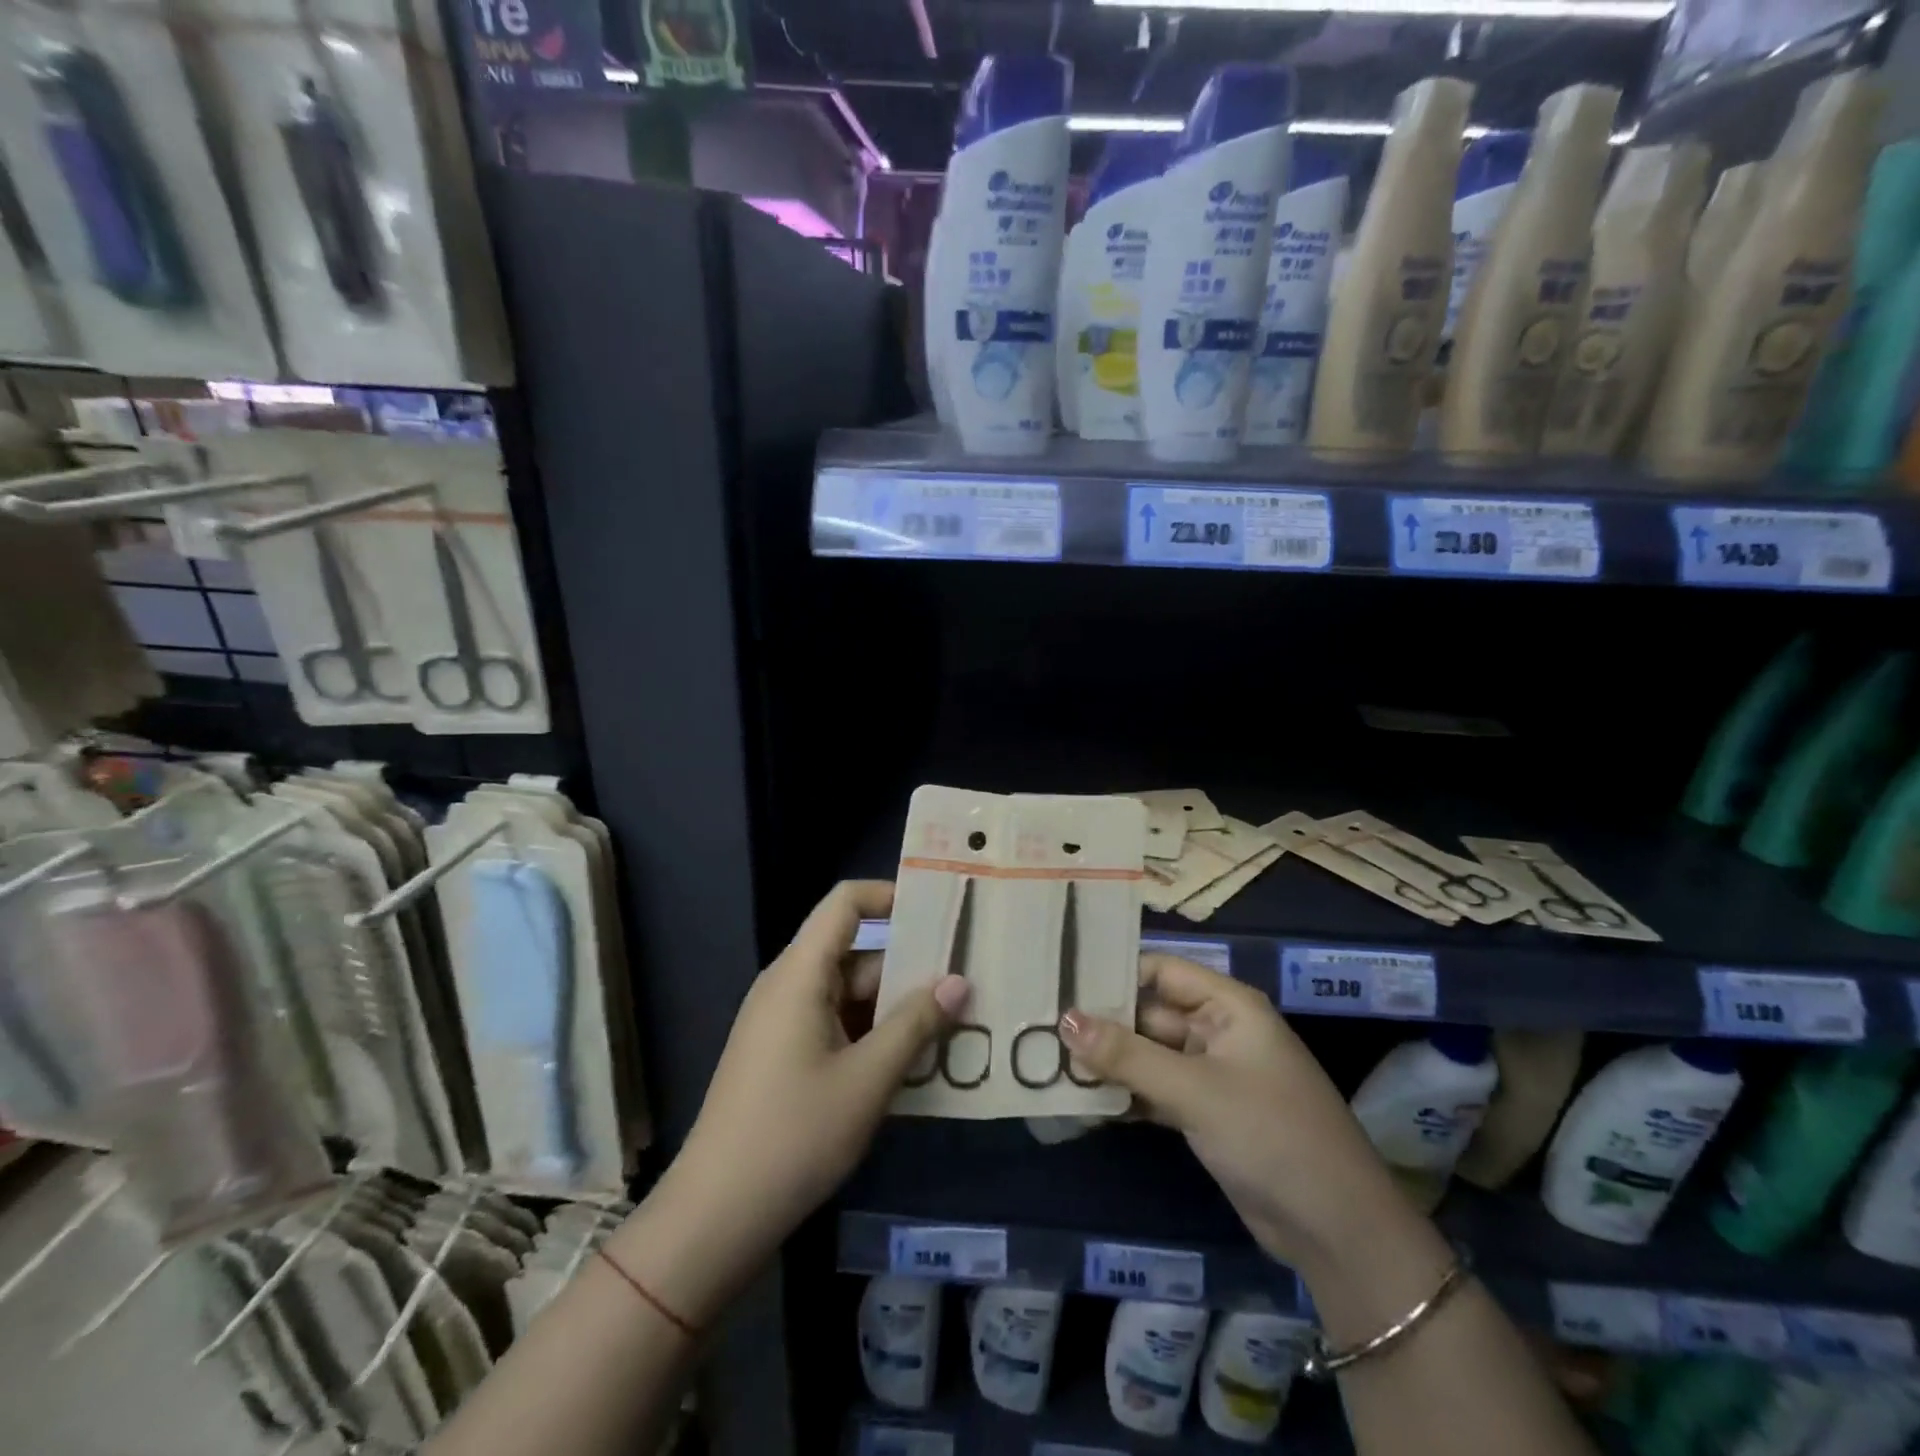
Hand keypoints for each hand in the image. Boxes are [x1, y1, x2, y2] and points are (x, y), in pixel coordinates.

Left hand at [636, 881, 966, 1321]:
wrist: (716, 1216)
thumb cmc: (794, 1135)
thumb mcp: (868, 1079)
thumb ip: (916, 1024)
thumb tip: (959, 981)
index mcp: (800, 974)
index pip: (845, 903)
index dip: (890, 894)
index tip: (940, 911)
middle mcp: (789, 986)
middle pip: (856, 953)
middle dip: (909, 966)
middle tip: (967, 981)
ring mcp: (784, 1023)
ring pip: (850, 995)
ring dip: (896, 1009)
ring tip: (954, 1025)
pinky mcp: (784, 1056)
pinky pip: (837, 1025)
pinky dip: (873, 1035)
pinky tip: (913, 1063)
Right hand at [1062, 953, 1404, 1271]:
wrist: (1336, 1231)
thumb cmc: (1271, 1135)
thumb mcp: (1195, 1090)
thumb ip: (1127, 1055)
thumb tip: (1064, 1020)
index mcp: (1228, 1006)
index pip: (1161, 971)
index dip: (1115, 973)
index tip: (1062, 979)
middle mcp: (1218, 1031)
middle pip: (1149, 1013)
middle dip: (1103, 1022)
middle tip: (1040, 1024)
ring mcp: (1211, 1074)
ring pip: (1148, 1054)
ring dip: (1108, 1060)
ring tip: (1047, 1057)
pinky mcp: (1204, 1112)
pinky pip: (1155, 1089)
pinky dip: (1125, 1092)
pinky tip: (1081, 1097)